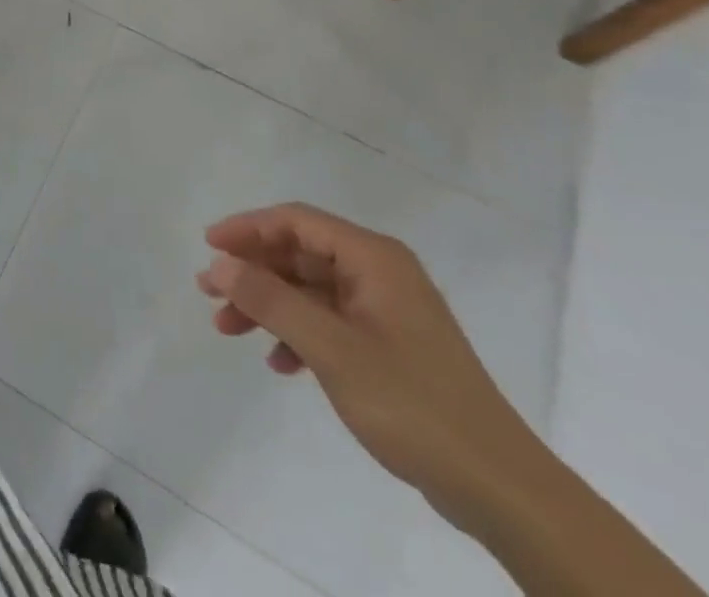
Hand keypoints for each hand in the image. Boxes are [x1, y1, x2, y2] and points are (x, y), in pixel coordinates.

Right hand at [197, 203, 545, 531]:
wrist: (499, 488)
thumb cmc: (412, 403)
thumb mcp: (331, 348)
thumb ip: (271, 300)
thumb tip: (219, 263)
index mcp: (373, 257)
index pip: (296, 221)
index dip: (247, 228)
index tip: (208, 247)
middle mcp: (380, 272)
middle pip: (300, 253)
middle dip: (252, 271)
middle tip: (208, 292)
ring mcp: (386, 310)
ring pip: (310, 289)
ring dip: (269, 304)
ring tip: (229, 328)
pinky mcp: (390, 346)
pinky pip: (329, 322)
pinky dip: (298, 334)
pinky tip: (279, 363)